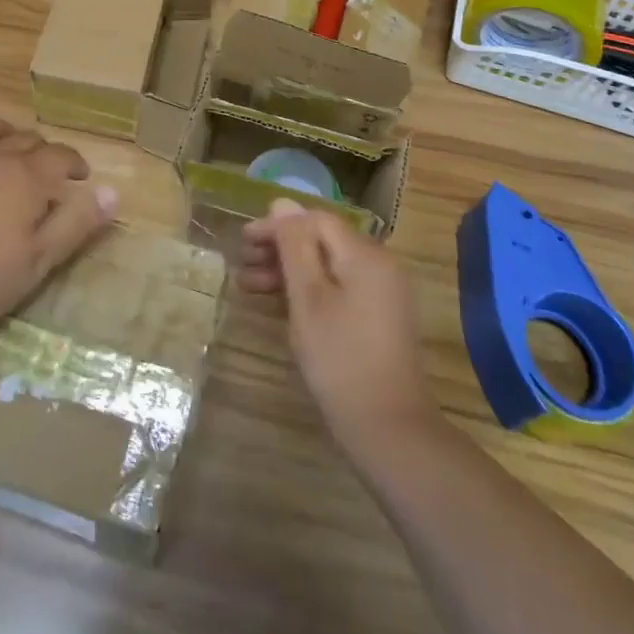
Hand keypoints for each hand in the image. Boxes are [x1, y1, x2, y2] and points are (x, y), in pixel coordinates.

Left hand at [0, 116, 118, 348]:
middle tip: (45, 173)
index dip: (74, 163)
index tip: (80, 177)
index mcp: (26, 177)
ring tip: (7, 152)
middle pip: (27, 139)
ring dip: (6, 136)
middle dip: (43, 152)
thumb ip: (77, 224)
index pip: (61, 156)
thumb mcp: (37, 263)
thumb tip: (114, 192)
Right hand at [240, 199, 434, 452]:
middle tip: (243, 265)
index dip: (277, 225)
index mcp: (365, 254)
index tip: (244, 241)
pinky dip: (309, 290)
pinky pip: (340, 286)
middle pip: (322, 241)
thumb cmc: (341, 359)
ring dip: (290, 271)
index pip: (315, 220)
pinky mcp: (380, 317)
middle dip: (280, 248)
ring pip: (328, 265)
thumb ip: (294, 246)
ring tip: (251, 286)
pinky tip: (281, 305)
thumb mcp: (308, 298)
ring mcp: (383, 292)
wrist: (390, 430)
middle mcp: (379, 264)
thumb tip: (282, 202)